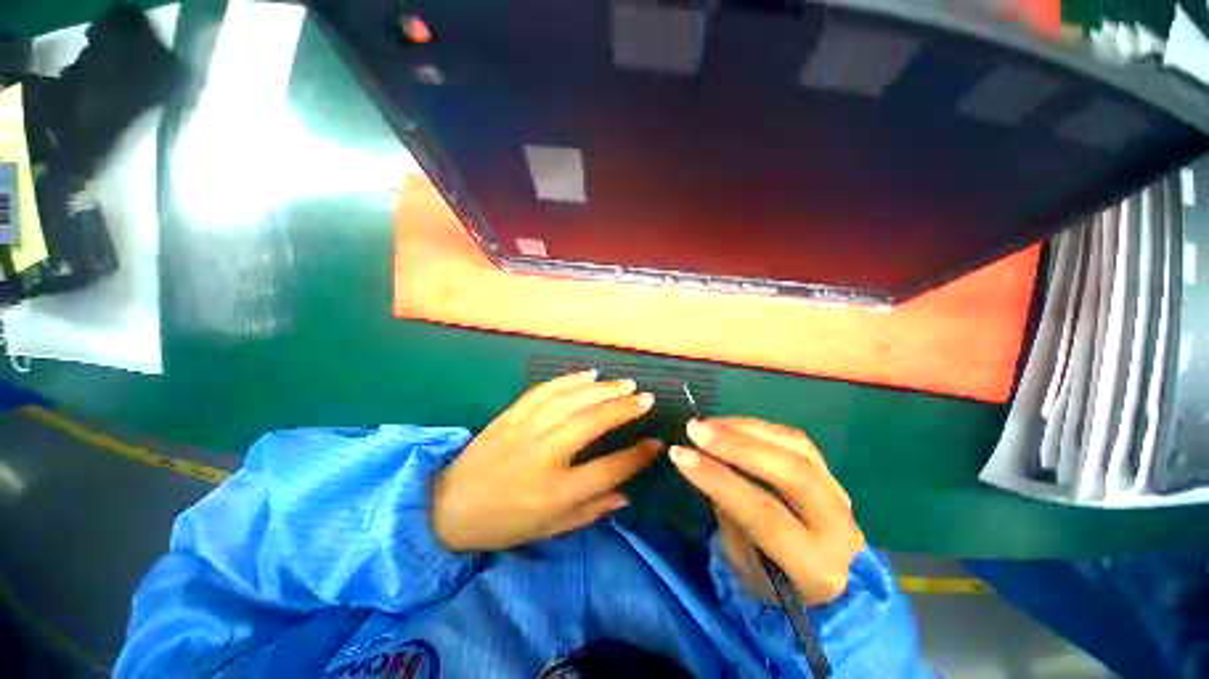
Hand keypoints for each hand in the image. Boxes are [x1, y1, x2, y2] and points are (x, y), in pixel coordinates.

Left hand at [432, 370, 661, 551]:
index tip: (656, 443)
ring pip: (570, 401)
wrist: (446, 506)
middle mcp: (542, 456)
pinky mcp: (511, 415)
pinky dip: (570, 379)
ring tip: (626, 384)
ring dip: (602, 389)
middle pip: (591, 424)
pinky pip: (544, 390)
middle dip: (623, 409)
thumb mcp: (548, 530)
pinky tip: (590, 374)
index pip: (606, 470)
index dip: (636, 456)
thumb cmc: (502, 524)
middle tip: (646, 398)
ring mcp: (524, 430)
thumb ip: (590, 510)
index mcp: (553, 492)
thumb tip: (626, 494)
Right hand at [669, 418, 863, 604]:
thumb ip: (730, 515)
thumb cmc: (772, 581)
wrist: (826, 582)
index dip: (719, 480)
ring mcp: (840, 493)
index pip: (765, 514)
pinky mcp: (830, 472)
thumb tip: (710, 465)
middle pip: (791, 472)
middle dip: (736, 445)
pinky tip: (728, 424)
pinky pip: (794, 439)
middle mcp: (839, 527)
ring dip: (744, 429)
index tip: (680, 455)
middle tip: (695, 429)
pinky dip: (756, 427)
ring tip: (706, 424)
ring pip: (795, 446)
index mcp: (816, 567)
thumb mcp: (743, 564)